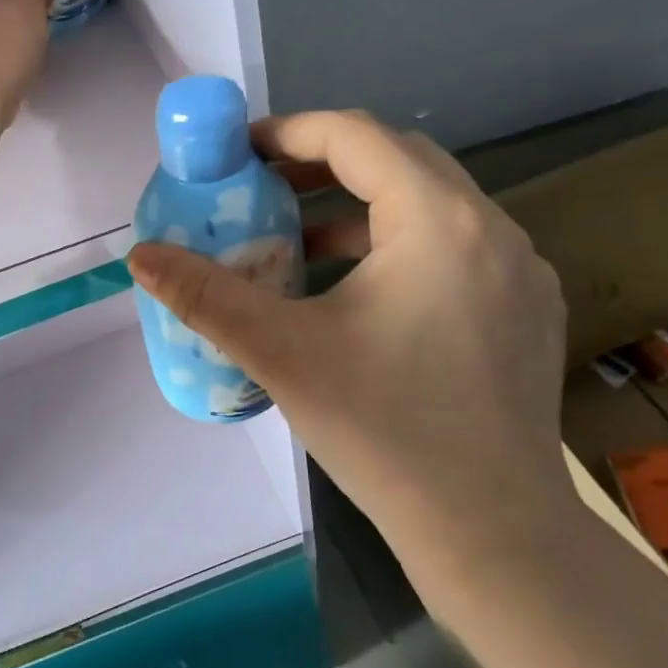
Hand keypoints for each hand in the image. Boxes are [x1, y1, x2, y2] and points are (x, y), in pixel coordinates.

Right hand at [127, 110, 574, 580]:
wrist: (493, 534)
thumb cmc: (384, 431)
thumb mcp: (280, 353)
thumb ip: (204, 295)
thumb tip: (140, 256)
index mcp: (439, 221)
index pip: (356, 136)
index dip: (288, 132)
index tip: (238, 153)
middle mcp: (492, 228)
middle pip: (397, 159)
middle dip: (321, 162)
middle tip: (261, 186)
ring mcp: (520, 269)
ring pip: (429, 203)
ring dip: (359, 206)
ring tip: (297, 240)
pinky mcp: (528, 307)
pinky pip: (454, 244)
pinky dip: (397, 242)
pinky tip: (357, 292)